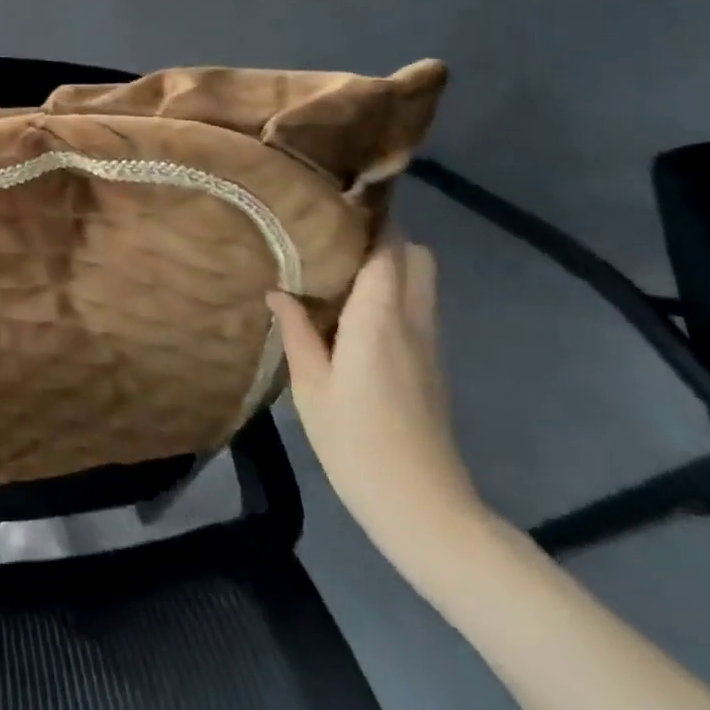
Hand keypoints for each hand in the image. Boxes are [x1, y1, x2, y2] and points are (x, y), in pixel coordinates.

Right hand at [267, 238, 488, 573]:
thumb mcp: (311, 387)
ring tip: (339, 266)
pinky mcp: (431, 367)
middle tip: (335, 234)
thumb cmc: (358, 443)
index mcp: (380, 317)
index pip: (388, 248)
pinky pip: (417, 308)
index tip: (335, 199)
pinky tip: (354, 310)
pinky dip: (393, 293)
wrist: (425, 510)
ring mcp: (428, 344)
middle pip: (416, 256)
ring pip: (420, 281)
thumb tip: (278, 290)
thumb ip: (296, 331)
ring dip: (390, 264)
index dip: (369, 217)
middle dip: (384, 235)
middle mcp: (412, 320)